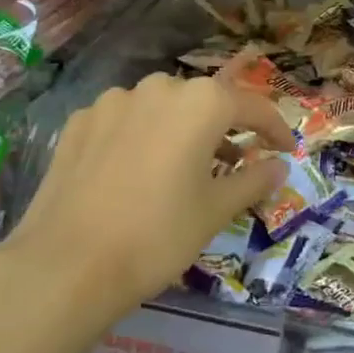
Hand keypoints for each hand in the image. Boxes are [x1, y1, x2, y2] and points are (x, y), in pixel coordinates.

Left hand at [0, 73, 293, 334]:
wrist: (67, 264)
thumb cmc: (158, 235)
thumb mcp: (216, 210)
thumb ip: (253, 180)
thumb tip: (279, 167)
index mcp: (201, 102)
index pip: (252, 106)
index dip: (275, 128)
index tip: (286, 149)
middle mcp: (159, 87)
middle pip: (205, 101)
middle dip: (225, 127)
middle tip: (235, 161)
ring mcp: (113, 101)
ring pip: (162, 107)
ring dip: (180, 128)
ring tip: (183, 165)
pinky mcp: (79, 121)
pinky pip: (124, 120)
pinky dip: (141, 136)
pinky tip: (135, 169)